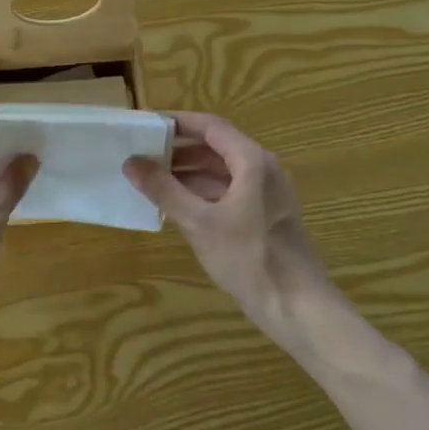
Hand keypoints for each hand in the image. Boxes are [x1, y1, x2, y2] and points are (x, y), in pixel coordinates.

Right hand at [124, 112, 325, 333]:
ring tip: (152, 179)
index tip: (146, 125)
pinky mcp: (265, 215)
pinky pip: (229, 190)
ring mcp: (266, 193)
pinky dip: (202, 191)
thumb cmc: (248, 258)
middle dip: (179, 149)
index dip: (178, 122)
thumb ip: (164, 189)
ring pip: (222, 170)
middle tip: (142, 154)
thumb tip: (131, 162)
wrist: (297, 307)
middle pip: (216, 146)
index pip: (210, 126)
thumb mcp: (199, 223)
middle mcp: (263, 169)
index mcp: (252, 161)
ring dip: (189, 172)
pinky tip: (177, 205)